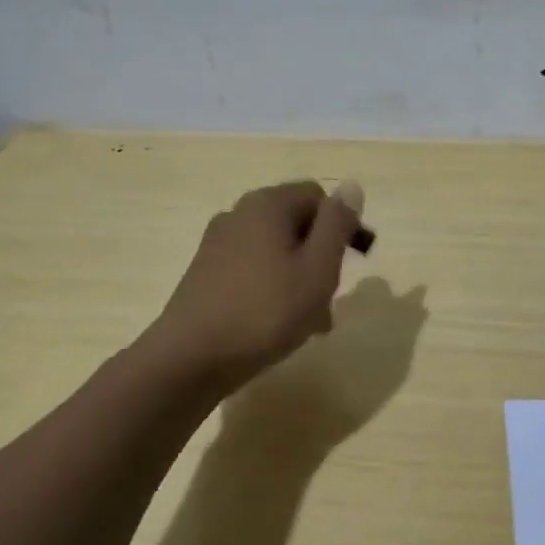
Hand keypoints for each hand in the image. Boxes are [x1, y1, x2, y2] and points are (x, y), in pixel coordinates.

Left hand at [150, 180, 364, 391]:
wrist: (190, 358)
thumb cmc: (266, 311)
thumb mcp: (318, 269)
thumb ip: (337, 224)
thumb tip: (351, 186)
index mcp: (268, 204)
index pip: (318, 196)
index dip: (342, 224)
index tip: (354, 262)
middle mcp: (240, 213)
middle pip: (296, 223)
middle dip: (320, 256)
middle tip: (332, 297)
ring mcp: (218, 243)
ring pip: (275, 250)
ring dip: (300, 277)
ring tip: (312, 323)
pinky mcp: (205, 272)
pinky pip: (253, 269)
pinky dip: (273, 287)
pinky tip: (278, 324)